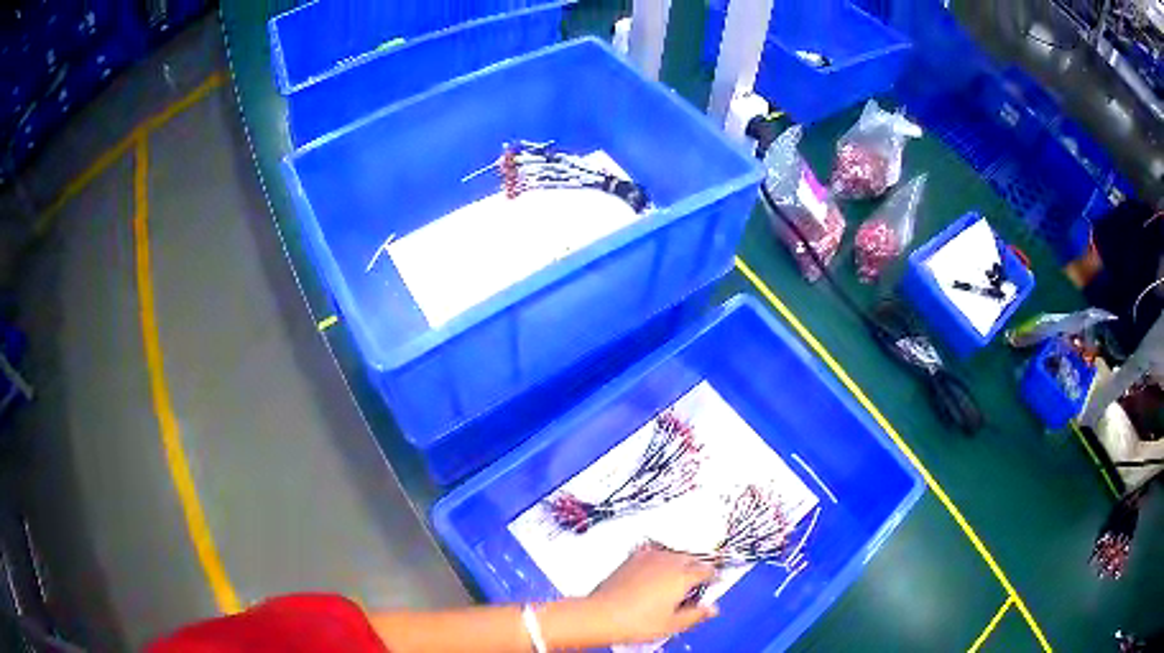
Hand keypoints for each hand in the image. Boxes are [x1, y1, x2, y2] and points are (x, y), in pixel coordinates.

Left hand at [582, 545, 718, 644]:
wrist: (601, 615)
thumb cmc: (635, 622)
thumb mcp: (672, 624)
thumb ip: (696, 614)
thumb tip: (711, 609)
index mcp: (682, 576)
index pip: (707, 570)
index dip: (714, 576)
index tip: (715, 582)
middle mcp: (668, 562)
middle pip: (692, 559)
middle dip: (698, 568)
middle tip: (698, 582)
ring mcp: (649, 557)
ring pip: (674, 554)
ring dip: (680, 562)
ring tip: (678, 578)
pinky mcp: (632, 558)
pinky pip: (654, 553)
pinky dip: (661, 559)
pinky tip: (656, 571)